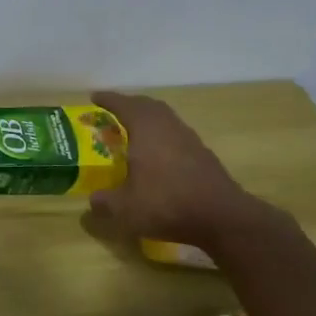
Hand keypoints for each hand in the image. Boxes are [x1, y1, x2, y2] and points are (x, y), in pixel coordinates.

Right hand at [86, 91, 266, 249]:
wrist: (222, 218)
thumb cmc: (167, 204)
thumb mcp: (126, 209)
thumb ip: (105, 202)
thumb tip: (93, 201)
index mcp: (146, 130)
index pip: (124, 106)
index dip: (108, 99)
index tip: (94, 97)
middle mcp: (168, 128)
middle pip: (149, 106)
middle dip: (131, 104)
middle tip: (115, 111)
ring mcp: (190, 140)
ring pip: (166, 119)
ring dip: (149, 119)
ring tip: (135, 131)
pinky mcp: (204, 156)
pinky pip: (177, 135)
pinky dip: (163, 136)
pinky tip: (158, 155)